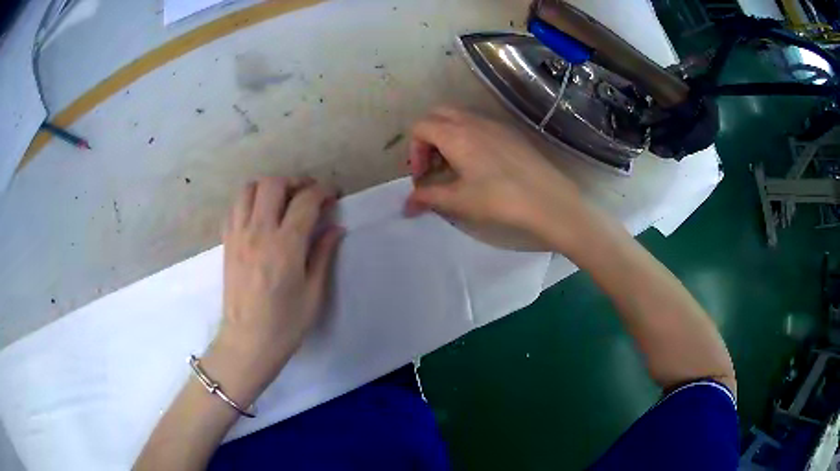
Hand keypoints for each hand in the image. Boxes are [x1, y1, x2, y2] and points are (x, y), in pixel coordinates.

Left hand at [210, 177, 342, 397]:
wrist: (248, 342)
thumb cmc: (286, 323)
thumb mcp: (313, 293)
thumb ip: (323, 254)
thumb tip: (336, 227)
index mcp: (285, 246)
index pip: (305, 201)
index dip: (322, 191)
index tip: (332, 195)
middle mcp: (258, 233)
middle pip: (273, 184)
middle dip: (294, 182)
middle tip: (307, 195)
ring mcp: (238, 235)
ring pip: (249, 189)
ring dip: (268, 187)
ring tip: (282, 200)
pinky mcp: (226, 243)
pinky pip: (234, 208)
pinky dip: (249, 201)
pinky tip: (259, 215)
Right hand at [405, 107, 592, 253]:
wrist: (548, 199)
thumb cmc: (499, 199)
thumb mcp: (458, 201)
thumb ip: (427, 198)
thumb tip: (406, 205)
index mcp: (455, 134)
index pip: (420, 127)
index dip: (414, 151)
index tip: (423, 177)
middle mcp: (472, 121)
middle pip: (437, 115)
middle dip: (427, 138)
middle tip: (434, 166)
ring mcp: (494, 123)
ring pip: (459, 117)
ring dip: (447, 136)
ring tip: (455, 166)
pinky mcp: (510, 132)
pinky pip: (479, 124)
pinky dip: (468, 136)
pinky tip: (480, 164)